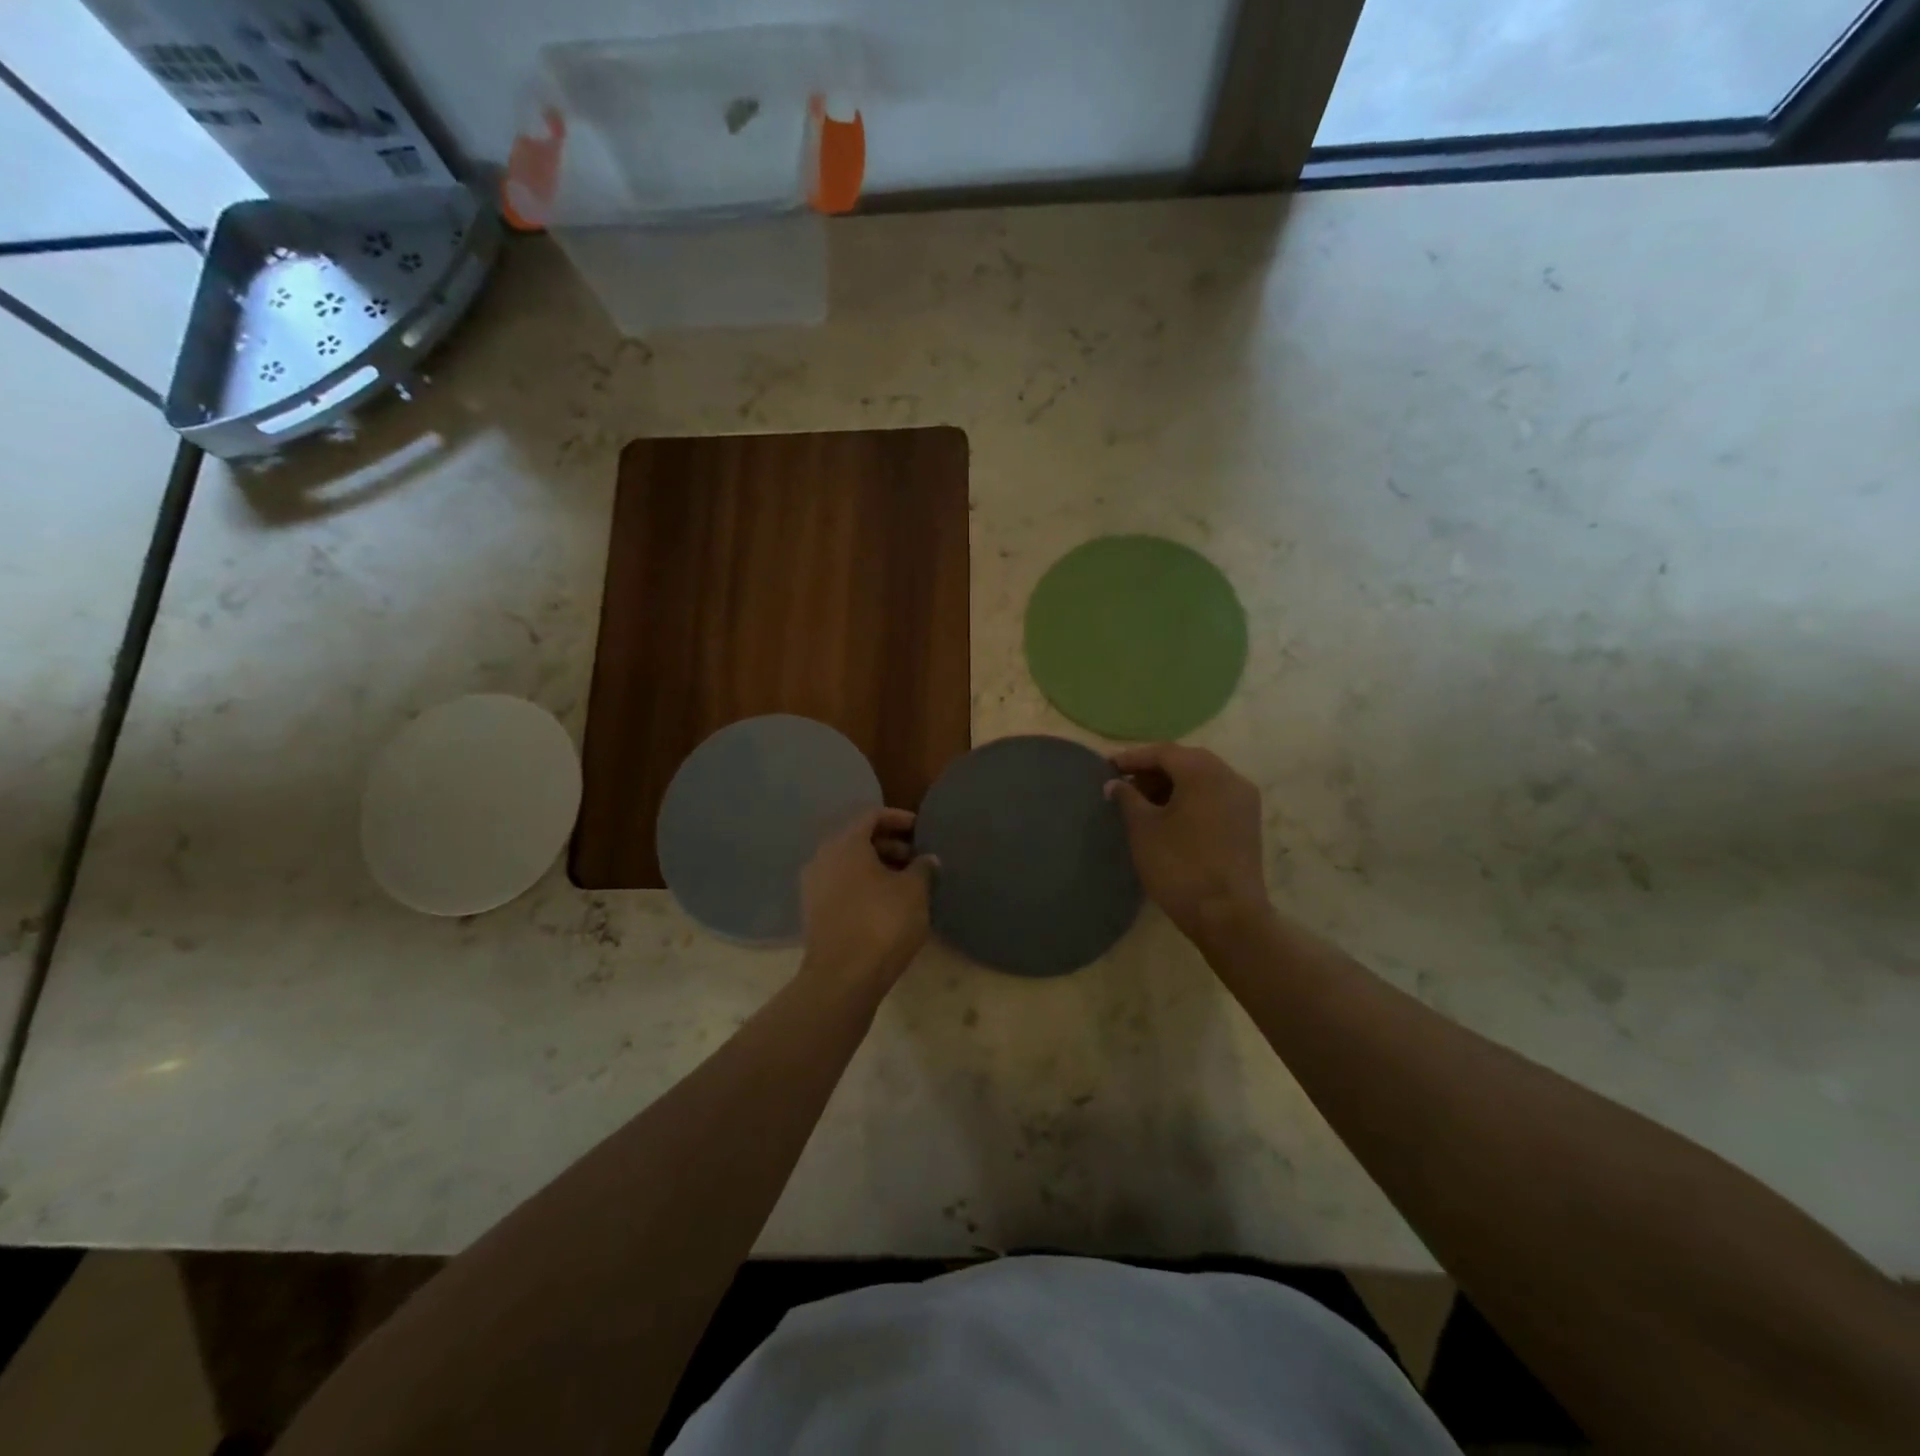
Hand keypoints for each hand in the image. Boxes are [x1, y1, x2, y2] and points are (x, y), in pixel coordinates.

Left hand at [799, 808, 935, 998]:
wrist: (842, 978)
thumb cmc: (882, 923)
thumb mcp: (914, 891)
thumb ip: (923, 868)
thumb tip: (927, 859)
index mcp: (845, 843)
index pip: (872, 815)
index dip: (899, 818)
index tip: (921, 830)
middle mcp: (823, 857)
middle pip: (858, 839)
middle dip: (889, 844)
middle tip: (917, 858)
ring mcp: (813, 886)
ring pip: (849, 864)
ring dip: (877, 867)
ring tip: (906, 883)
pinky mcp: (813, 912)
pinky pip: (841, 885)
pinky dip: (863, 886)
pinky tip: (886, 903)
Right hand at [1106, 744, 1269, 944]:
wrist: (1228, 915)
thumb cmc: (1180, 866)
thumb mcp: (1143, 829)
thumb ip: (1127, 798)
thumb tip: (1116, 783)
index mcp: (1204, 772)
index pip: (1163, 752)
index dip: (1133, 758)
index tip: (1107, 767)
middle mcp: (1230, 777)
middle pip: (1186, 761)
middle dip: (1153, 769)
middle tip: (1124, 783)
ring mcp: (1244, 800)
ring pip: (1202, 778)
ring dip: (1171, 784)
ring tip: (1141, 801)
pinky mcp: (1247, 822)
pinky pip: (1214, 796)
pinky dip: (1190, 797)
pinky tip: (1168, 815)